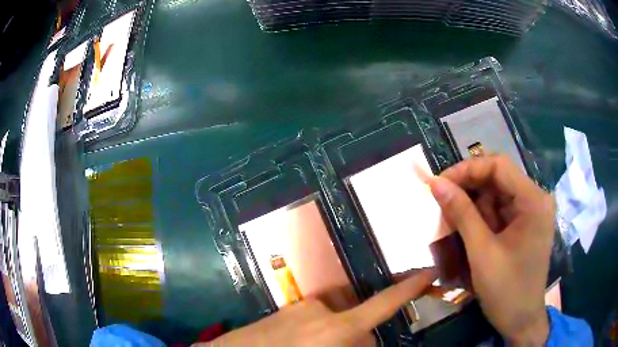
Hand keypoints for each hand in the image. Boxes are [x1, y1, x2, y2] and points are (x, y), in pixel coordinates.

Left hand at [194, 269, 434, 346]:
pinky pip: (317, 320)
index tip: (430, 272)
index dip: (410, 287)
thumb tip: (370, 339)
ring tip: (325, 346)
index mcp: (335, 327)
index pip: (383, 303)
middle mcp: (321, 310)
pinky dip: (322, 333)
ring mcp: (300, 308)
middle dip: (362, 340)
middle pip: (360, 321)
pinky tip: (306, 344)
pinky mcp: (286, 310)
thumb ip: (355, 343)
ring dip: (341, 337)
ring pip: (338, 321)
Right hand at [429, 156, 553, 345]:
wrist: (521, 320)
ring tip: (454, 224)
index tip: (440, 183)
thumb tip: (436, 183)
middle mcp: (536, 199)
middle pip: (498, 178)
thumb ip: (461, 214)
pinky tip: (470, 232)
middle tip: (443, 203)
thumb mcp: (482, 253)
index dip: (467, 169)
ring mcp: (532, 212)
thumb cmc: (506, 291)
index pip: (498, 166)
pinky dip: (482, 218)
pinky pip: (501, 210)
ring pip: (497, 194)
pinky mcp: (526, 224)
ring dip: (474, 206)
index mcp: (533, 200)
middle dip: (469, 190)